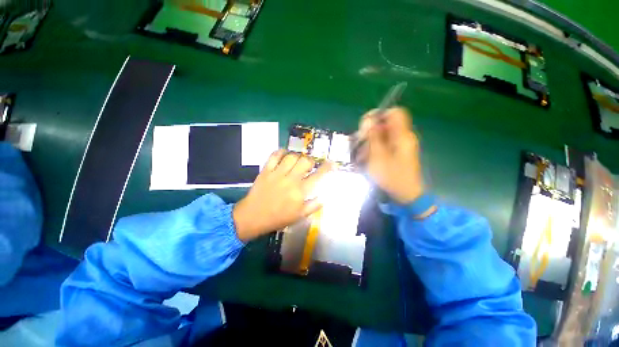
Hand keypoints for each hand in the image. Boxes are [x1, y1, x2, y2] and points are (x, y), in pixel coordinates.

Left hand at [233, 150, 331, 241]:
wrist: (253, 216)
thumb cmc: (278, 218)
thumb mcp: (299, 216)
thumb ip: (314, 206)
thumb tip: (325, 197)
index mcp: (300, 192)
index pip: (317, 176)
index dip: (327, 168)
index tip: (331, 163)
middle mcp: (291, 180)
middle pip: (305, 161)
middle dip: (311, 161)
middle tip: (309, 165)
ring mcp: (277, 173)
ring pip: (291, 156)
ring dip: (297, 156)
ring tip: (297, 160)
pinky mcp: (266, 170)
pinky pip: (274, 155)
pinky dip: (281, 152)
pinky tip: (284, 154)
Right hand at [357, 107, 424, 203]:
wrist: (405, 195)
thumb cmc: (391, 176)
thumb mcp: (378, 156)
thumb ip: (373, 136)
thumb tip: (368, 119)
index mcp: (402, 135)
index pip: (394, 113)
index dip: (379, 115)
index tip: (365, 125)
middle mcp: (403, 137)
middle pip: (385, 125)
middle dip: (370, 133)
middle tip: (360, 144)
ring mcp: (401, 146)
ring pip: (382, 136)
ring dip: (370, 143)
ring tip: (361, 156)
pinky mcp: (398, 153)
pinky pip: (384, 145)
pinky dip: (374, 150)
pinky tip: (366, 160)